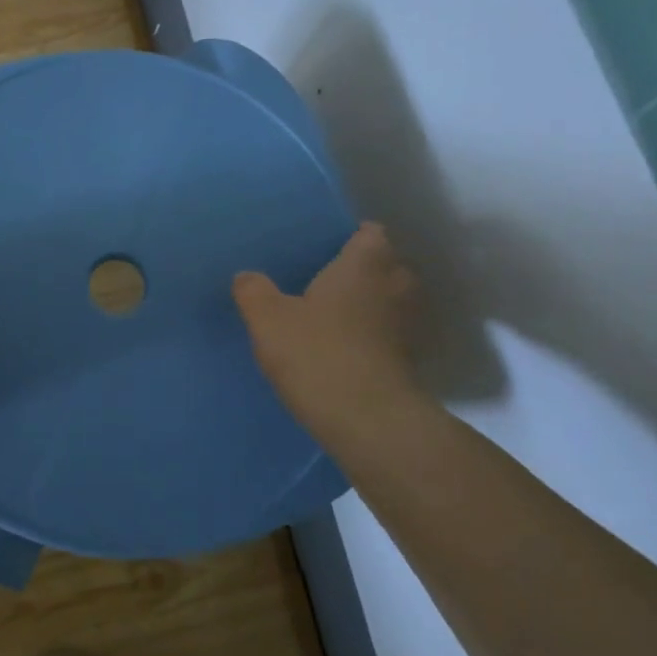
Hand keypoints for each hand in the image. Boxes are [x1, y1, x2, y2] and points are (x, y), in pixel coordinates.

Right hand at [232, 224, 427, 449]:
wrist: (368, 422)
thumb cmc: (318, 353)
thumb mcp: (268, 319)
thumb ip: (254, 291)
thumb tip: (246, 276)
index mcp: (365, 265)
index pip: (371, 233)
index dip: (353, 236)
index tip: (328, 246)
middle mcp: (395, 288)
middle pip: (388, 266)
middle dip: (365, 270)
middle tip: (328, 279)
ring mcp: (408, 327)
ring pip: (392, 303)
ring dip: (372, 306)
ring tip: (335, 315)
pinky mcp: (410, 363)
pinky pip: (390, 337)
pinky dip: (374, 338)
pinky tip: (344, 350)